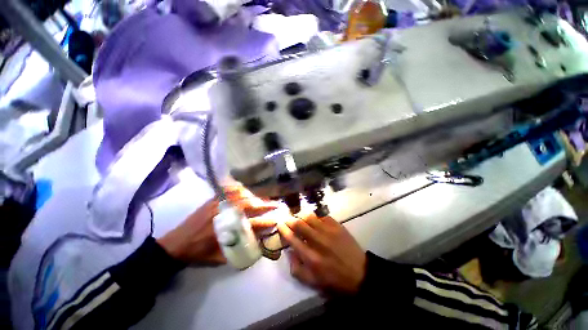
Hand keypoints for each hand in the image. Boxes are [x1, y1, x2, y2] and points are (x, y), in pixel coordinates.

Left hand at [157, 185, 277, 264]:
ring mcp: (218, 203)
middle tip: (275, 204)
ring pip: (241, 195)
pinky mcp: (212, 200)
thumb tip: (255, 245)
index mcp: (226, 228)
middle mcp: (224, 212)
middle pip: (249, 205)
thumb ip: (238, 250)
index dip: (266, 222)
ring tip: (262, 198)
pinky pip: (229, 190)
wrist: (175, 244)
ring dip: (254, 196)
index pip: (252, 223)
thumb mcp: (220, 257)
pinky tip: (245, 190)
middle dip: (265, 204)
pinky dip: (239, 189)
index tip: (276, 220)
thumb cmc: (198, 253)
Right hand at [277, 214, 366, 294]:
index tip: (279, 224)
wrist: (360, 273)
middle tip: (287, 219)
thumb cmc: (335, 280)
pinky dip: (316, 218)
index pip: (292, 239)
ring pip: (310, 217)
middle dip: (290, 220)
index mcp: (311, 258)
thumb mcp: (313, 283)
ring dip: (302, 217)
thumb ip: (297, 269)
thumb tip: (290, 252)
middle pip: (299, 224)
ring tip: (301, 219)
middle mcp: (318, 241)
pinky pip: (322, 216)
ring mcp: (328, 231)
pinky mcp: (337, 226)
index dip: (284, 230)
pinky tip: (316, 221)